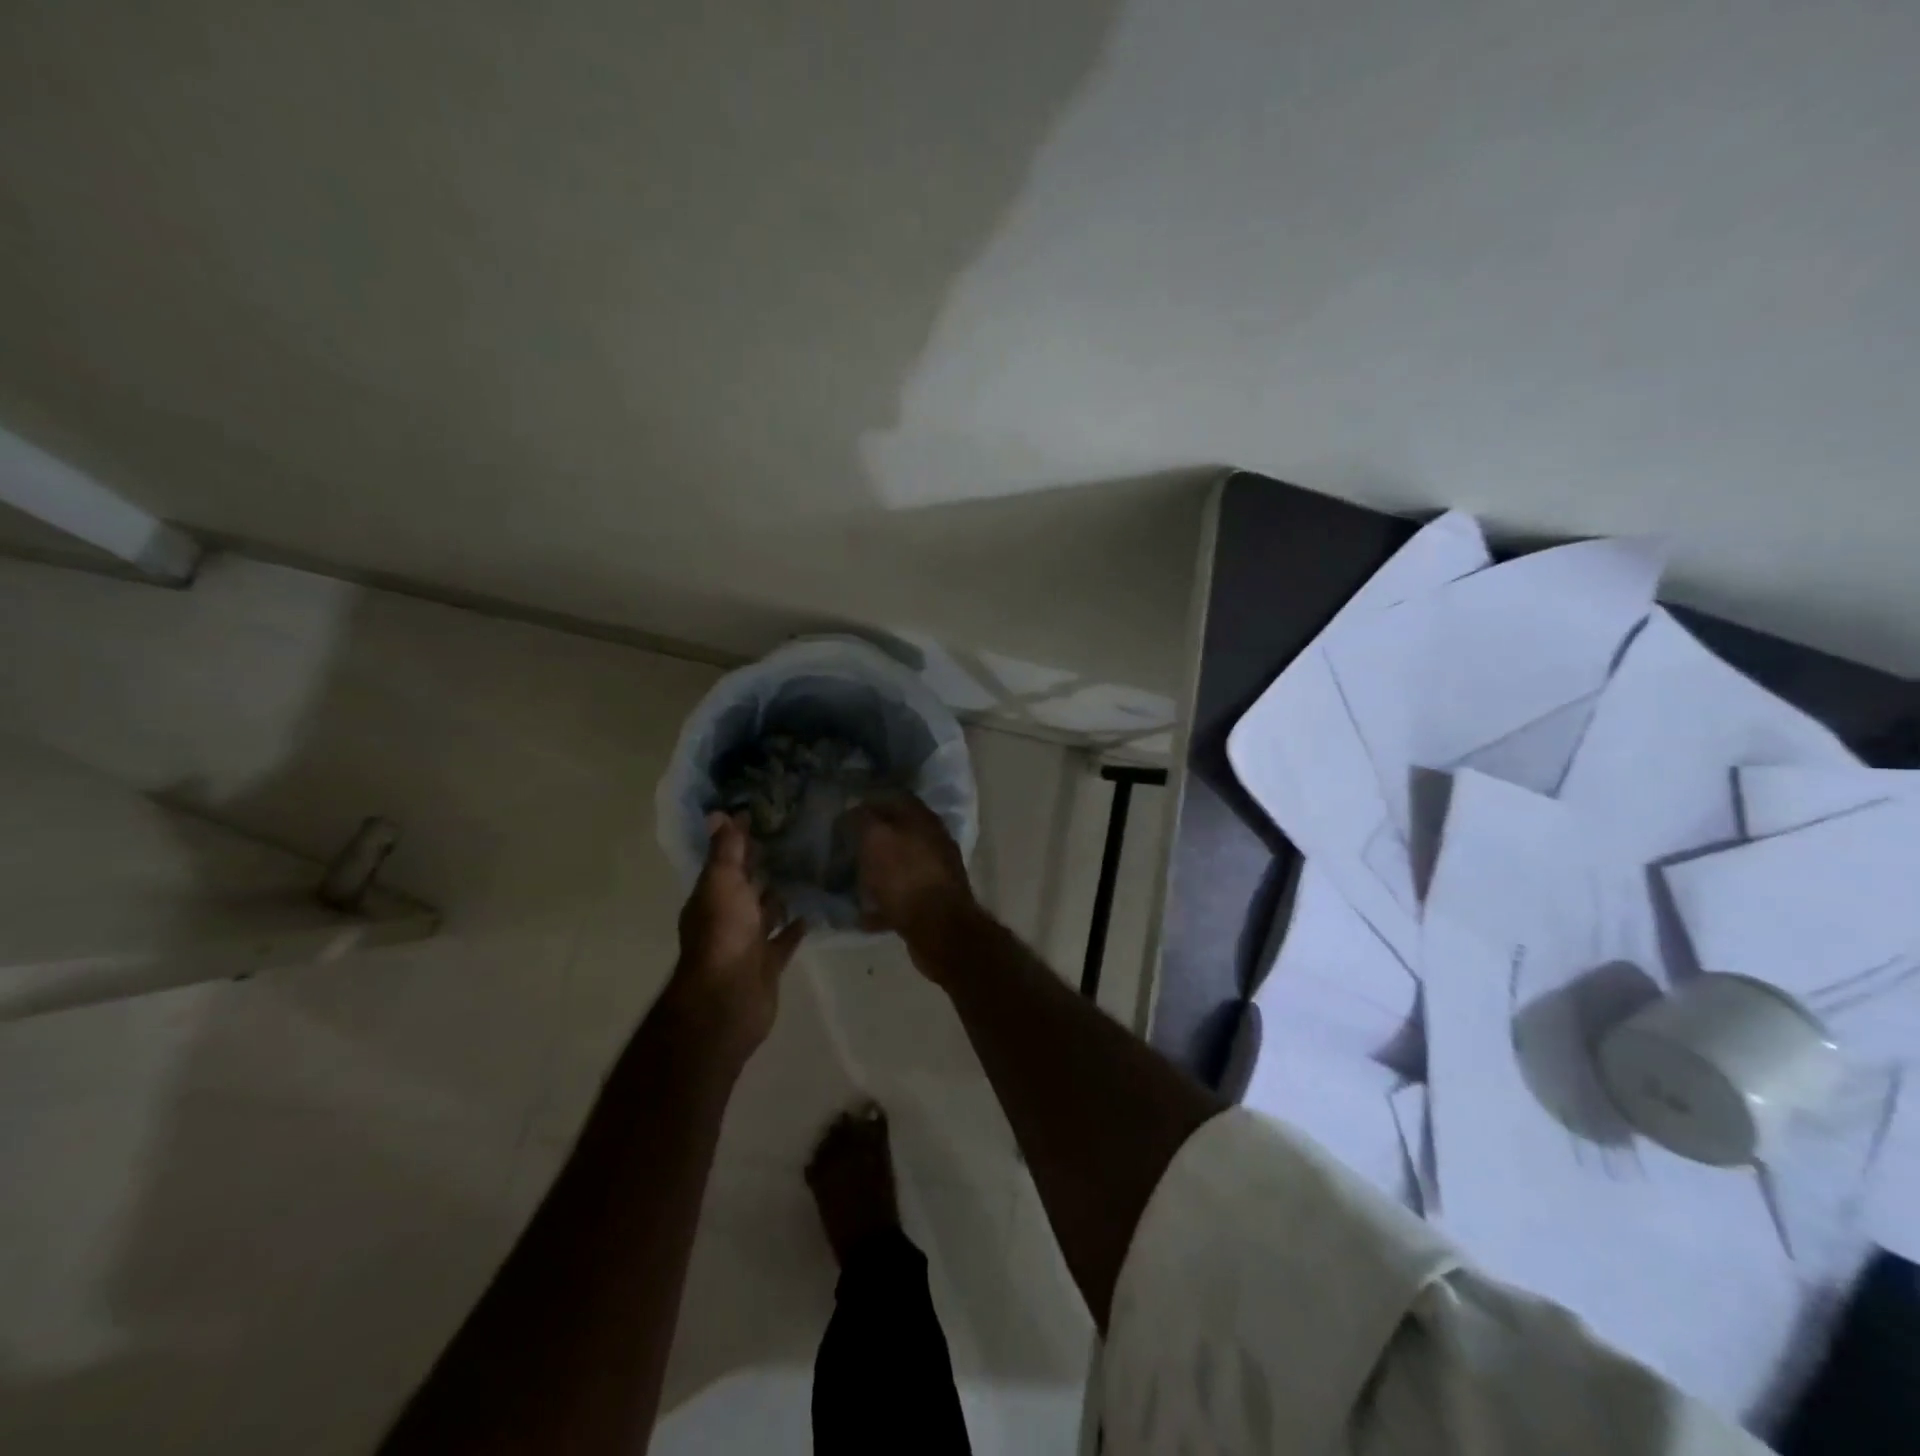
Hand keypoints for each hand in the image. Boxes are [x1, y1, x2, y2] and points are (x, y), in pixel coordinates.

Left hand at [670, 813, 806, 1053]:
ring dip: (780, 896)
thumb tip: (719, 813)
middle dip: (763, 866)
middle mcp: (728, 917)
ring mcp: (748, 942)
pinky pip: (784, 940)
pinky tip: (813, 911)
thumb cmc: (724, 934)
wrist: (729, 998)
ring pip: (767, 913)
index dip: (740, 840)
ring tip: (808, 872)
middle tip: (792, 839)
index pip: (726, 861)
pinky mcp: (768, 963)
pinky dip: (795, 927)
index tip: (763, 816)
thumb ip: (725, 851)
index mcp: (712, 896)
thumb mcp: (723, 883)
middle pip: (746, 886)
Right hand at [847, 795, 977, 953]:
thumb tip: (855, 808)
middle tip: (846, 848)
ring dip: (878, 871)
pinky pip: (902, 896)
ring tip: (852, 879)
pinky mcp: (932, 902)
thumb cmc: (905, 877)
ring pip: (901, 865)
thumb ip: (864, 820)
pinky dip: (884, 903)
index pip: (896, 799)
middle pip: (899, 833)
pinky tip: (863, 913)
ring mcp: (935, 872)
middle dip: (873, 840)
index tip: (846, 814)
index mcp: (923, 820)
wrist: (939, 928)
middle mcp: (934, 841)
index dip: (870, 803)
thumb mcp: (876, 840)